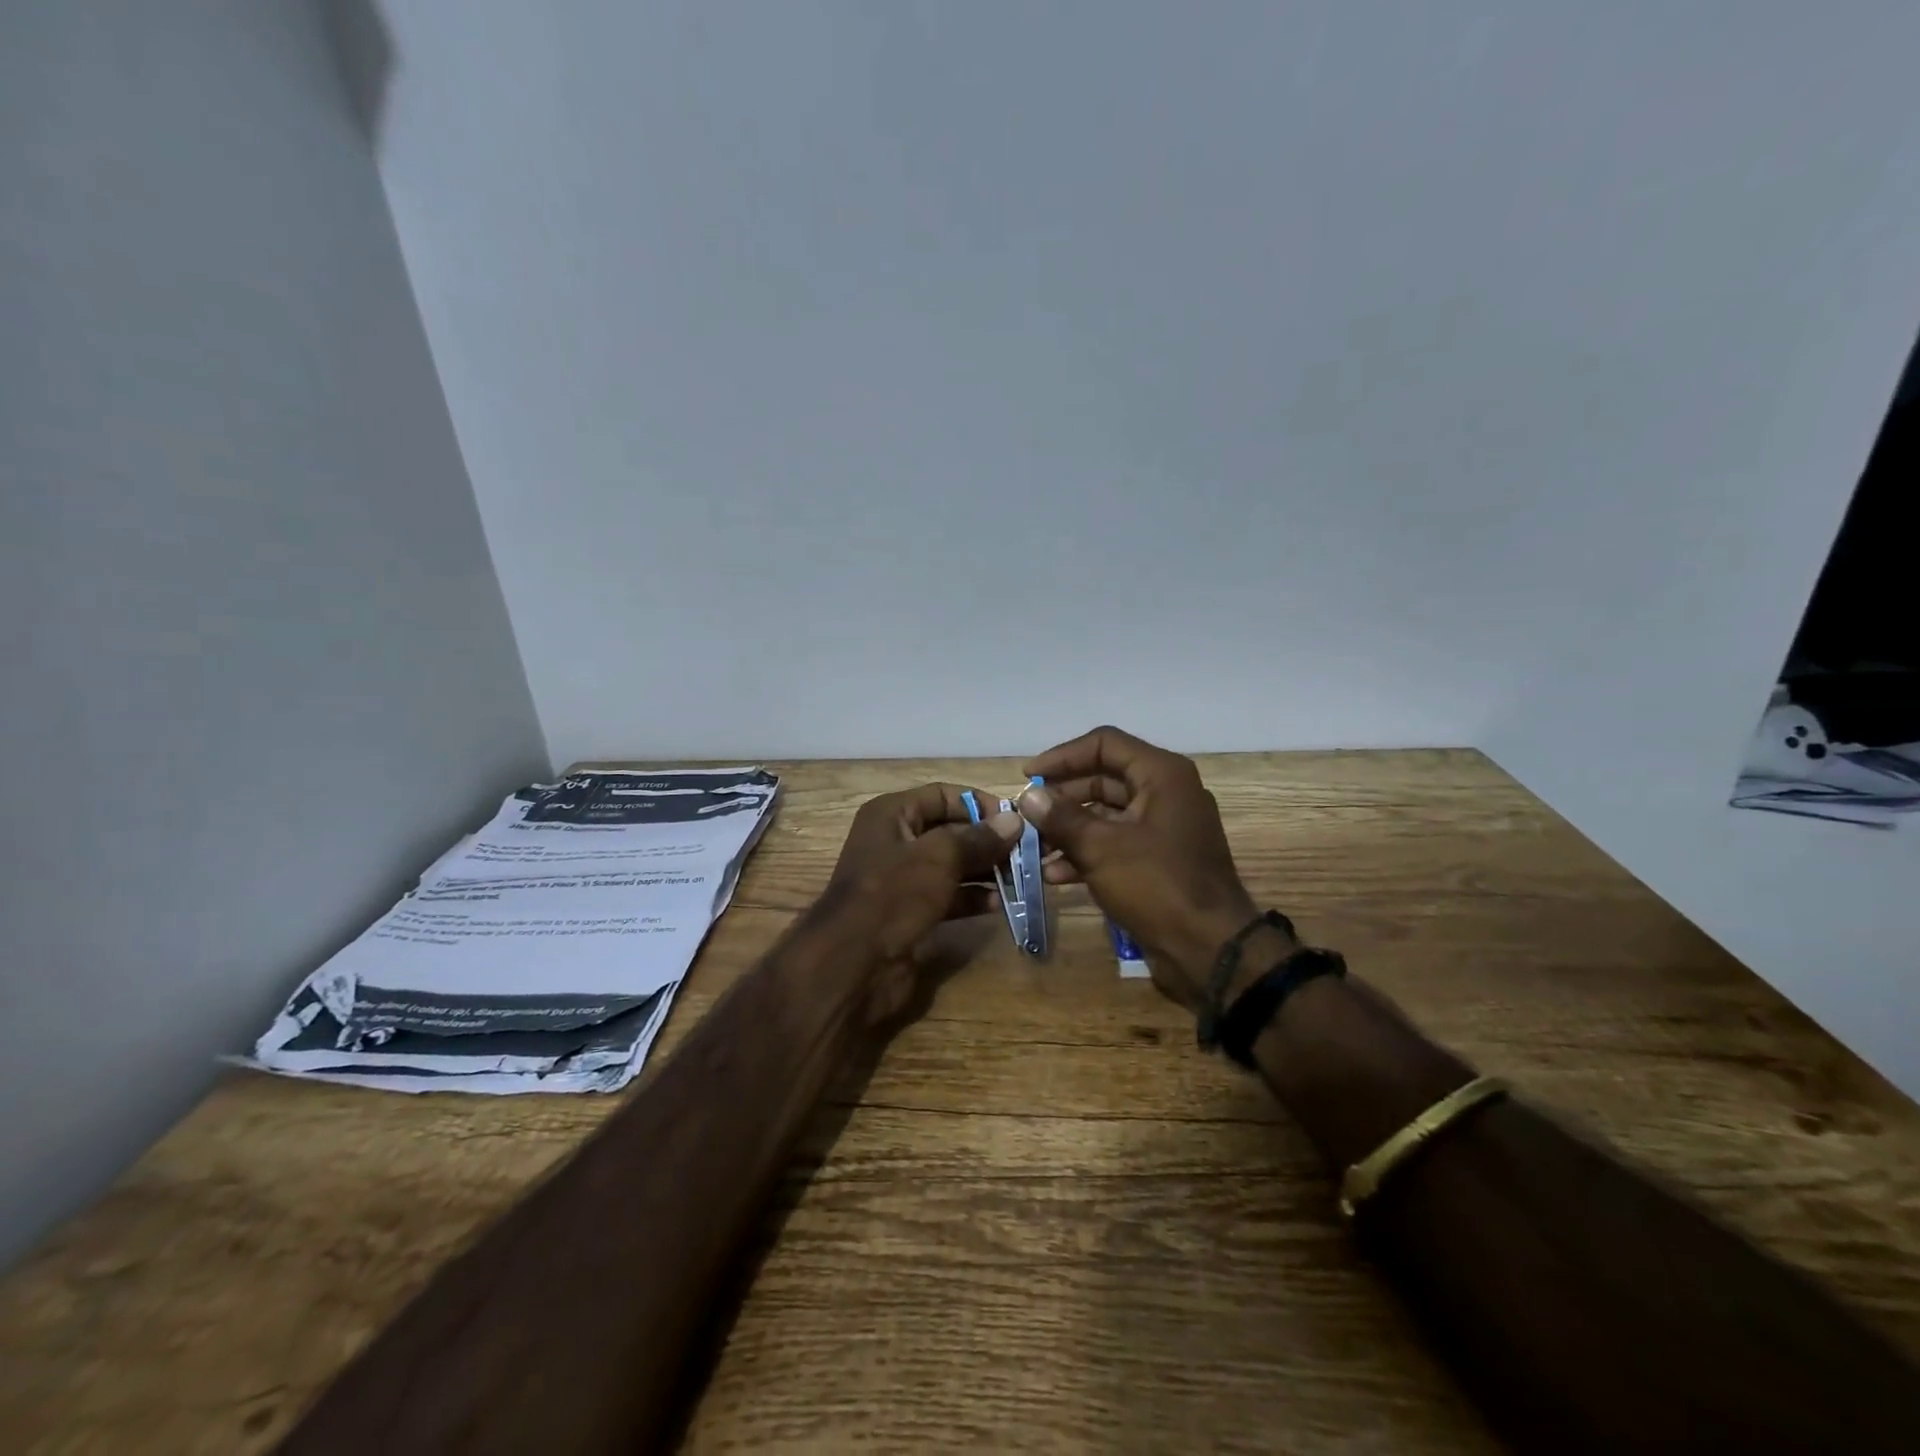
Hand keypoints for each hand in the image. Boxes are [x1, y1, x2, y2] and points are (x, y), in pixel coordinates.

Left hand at [822, 783, 1022, 1023]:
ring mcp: (903, 880)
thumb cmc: (893, 894)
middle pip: (950, 831)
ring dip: (985, 871)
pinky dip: (973, 898)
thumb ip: (978, 838)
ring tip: (1021, 878)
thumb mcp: (939, 857)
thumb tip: (1015, 820)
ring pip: (953, 866)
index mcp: (892, 814)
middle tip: (1027, 852)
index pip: (942, 795)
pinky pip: (949, 896)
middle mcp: (895, 841)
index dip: (979, 803)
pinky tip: (1000, 904)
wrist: (852, 964)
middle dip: (988, 841)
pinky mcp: (911, 913)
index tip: (1016, 819)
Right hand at [1019, 727, 1276, 1010]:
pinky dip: (1086, 854)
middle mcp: (1166, 793)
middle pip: (1102, 778)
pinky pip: (1116, 844)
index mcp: (1161, 775)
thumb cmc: (1157, 885)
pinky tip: (1054, 875)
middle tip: (1026, 815)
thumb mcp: (1101, 848)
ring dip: (1068, 829)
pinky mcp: (1158, 860)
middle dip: (1061, 798)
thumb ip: (1061, 817)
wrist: (1210, 950)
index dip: (1062, 756)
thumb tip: (1029, 796)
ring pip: (1106, 815)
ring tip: (1033, 848)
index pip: (1104, 744)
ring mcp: (1163, 828)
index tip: (1027, 776)